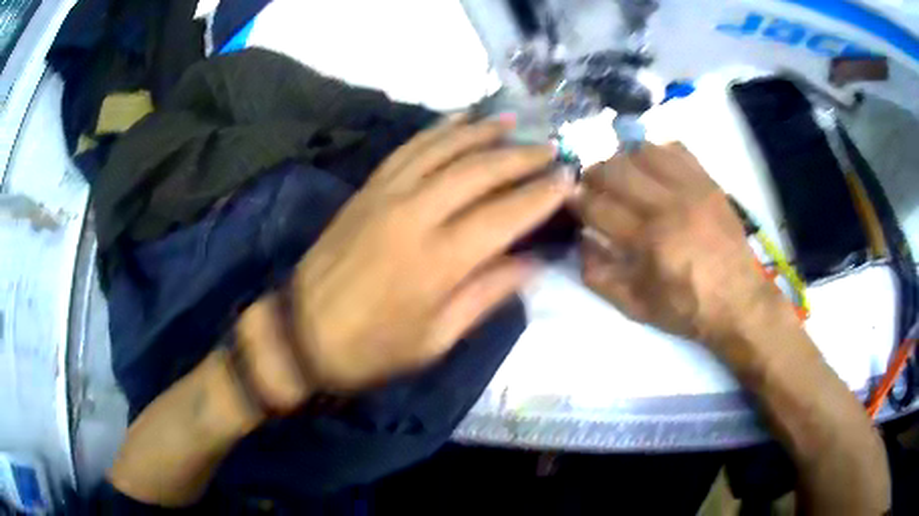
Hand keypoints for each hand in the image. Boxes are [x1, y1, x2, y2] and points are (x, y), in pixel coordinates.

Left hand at [269, 115, 572, 392]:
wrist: (301, 332)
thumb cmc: (371, 349)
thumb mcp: (436, 340)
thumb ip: (486, 296)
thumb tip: (533, 264)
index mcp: (439, 262)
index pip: (506, 215)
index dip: (542, 195)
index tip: (569, 180)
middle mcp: (416, 215)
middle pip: (479, 171)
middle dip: (521, 157)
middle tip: (551, 149)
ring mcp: (387, 195)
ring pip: (445, 149)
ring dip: (484, 133)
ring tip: (514, 123)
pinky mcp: (367, 189)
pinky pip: (409, 148)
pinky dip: (438, 130)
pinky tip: (460, 120)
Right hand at [576, 143, 783, 353]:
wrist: (739, 301)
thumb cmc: (687, 309)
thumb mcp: (636, 308)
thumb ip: (600, 276)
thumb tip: (580, 240)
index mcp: (649, 242)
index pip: (598, 205)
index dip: (576, 199)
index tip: (568, 198)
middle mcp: (668, 206)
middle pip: (616, 169)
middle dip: (593, 173)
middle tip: (590, 184)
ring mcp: (692, 189)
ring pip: (643, 151)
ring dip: (623, 159)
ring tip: (621, 175)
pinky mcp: (708, 182)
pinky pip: (675, 149)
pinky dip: (656, 152)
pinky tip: (652, 168)